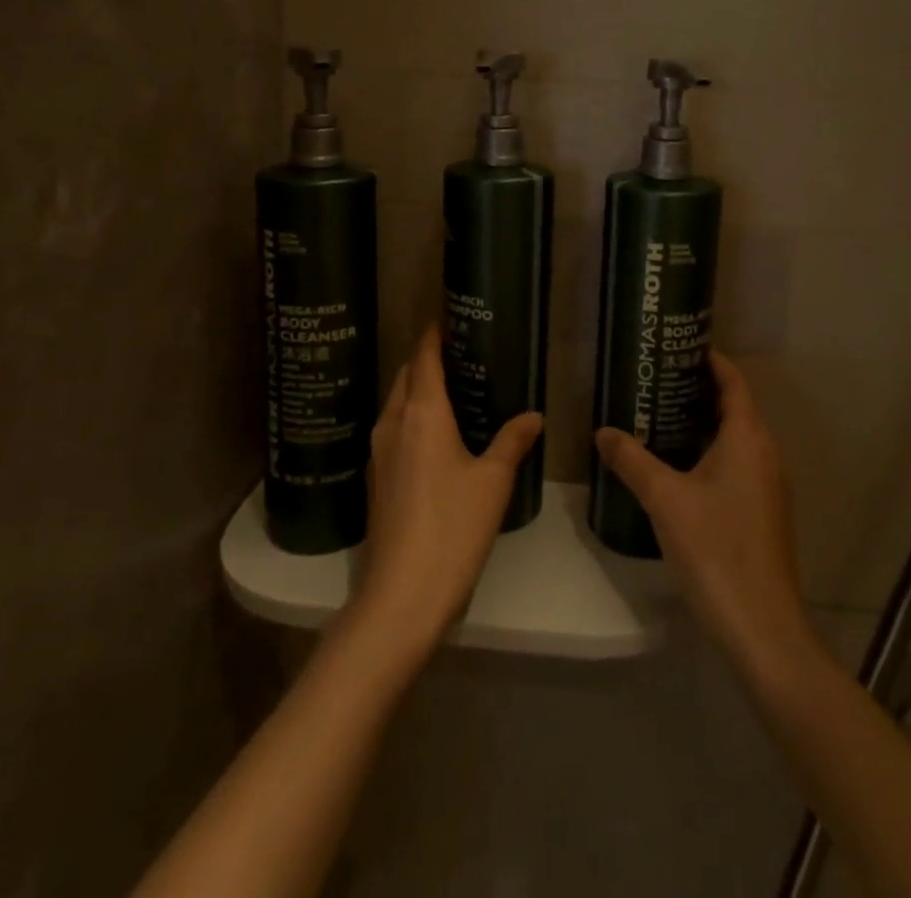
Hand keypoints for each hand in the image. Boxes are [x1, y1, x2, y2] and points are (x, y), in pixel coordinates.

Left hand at [353, 325, 542, 656]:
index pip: (423, 357)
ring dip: (417, 388)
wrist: (402, 595)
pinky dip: (412, 416)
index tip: (448, 316)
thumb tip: (533, 416)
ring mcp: (380, 452)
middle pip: (405, 376)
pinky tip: (436, 434)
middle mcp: (393, 423)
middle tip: (460, 353)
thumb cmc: (452, 527)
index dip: (433, 333)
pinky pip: (394, 429)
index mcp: (421, 413)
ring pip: (396, 403)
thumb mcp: (492, 481)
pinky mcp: (377, 478)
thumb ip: (512, 441)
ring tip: (452, 388)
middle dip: (426, 359)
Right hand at [595, 352, 820, 677]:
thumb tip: (602, 431)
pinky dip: (709, 451)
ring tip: (658, 415)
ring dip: (702, 423)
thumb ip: (632, 460)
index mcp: (748, 438)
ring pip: (735, 438)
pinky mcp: (763, 512)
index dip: (710, 360)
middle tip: (655, 379)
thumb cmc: (715, 549)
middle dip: (698, 390)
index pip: (734, 382)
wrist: (761, 627)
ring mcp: (768, 486)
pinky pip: (736, 463)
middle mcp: (765, 454)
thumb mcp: (664, 499)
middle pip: (735, 407)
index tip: (678, 346)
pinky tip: (676, 465)